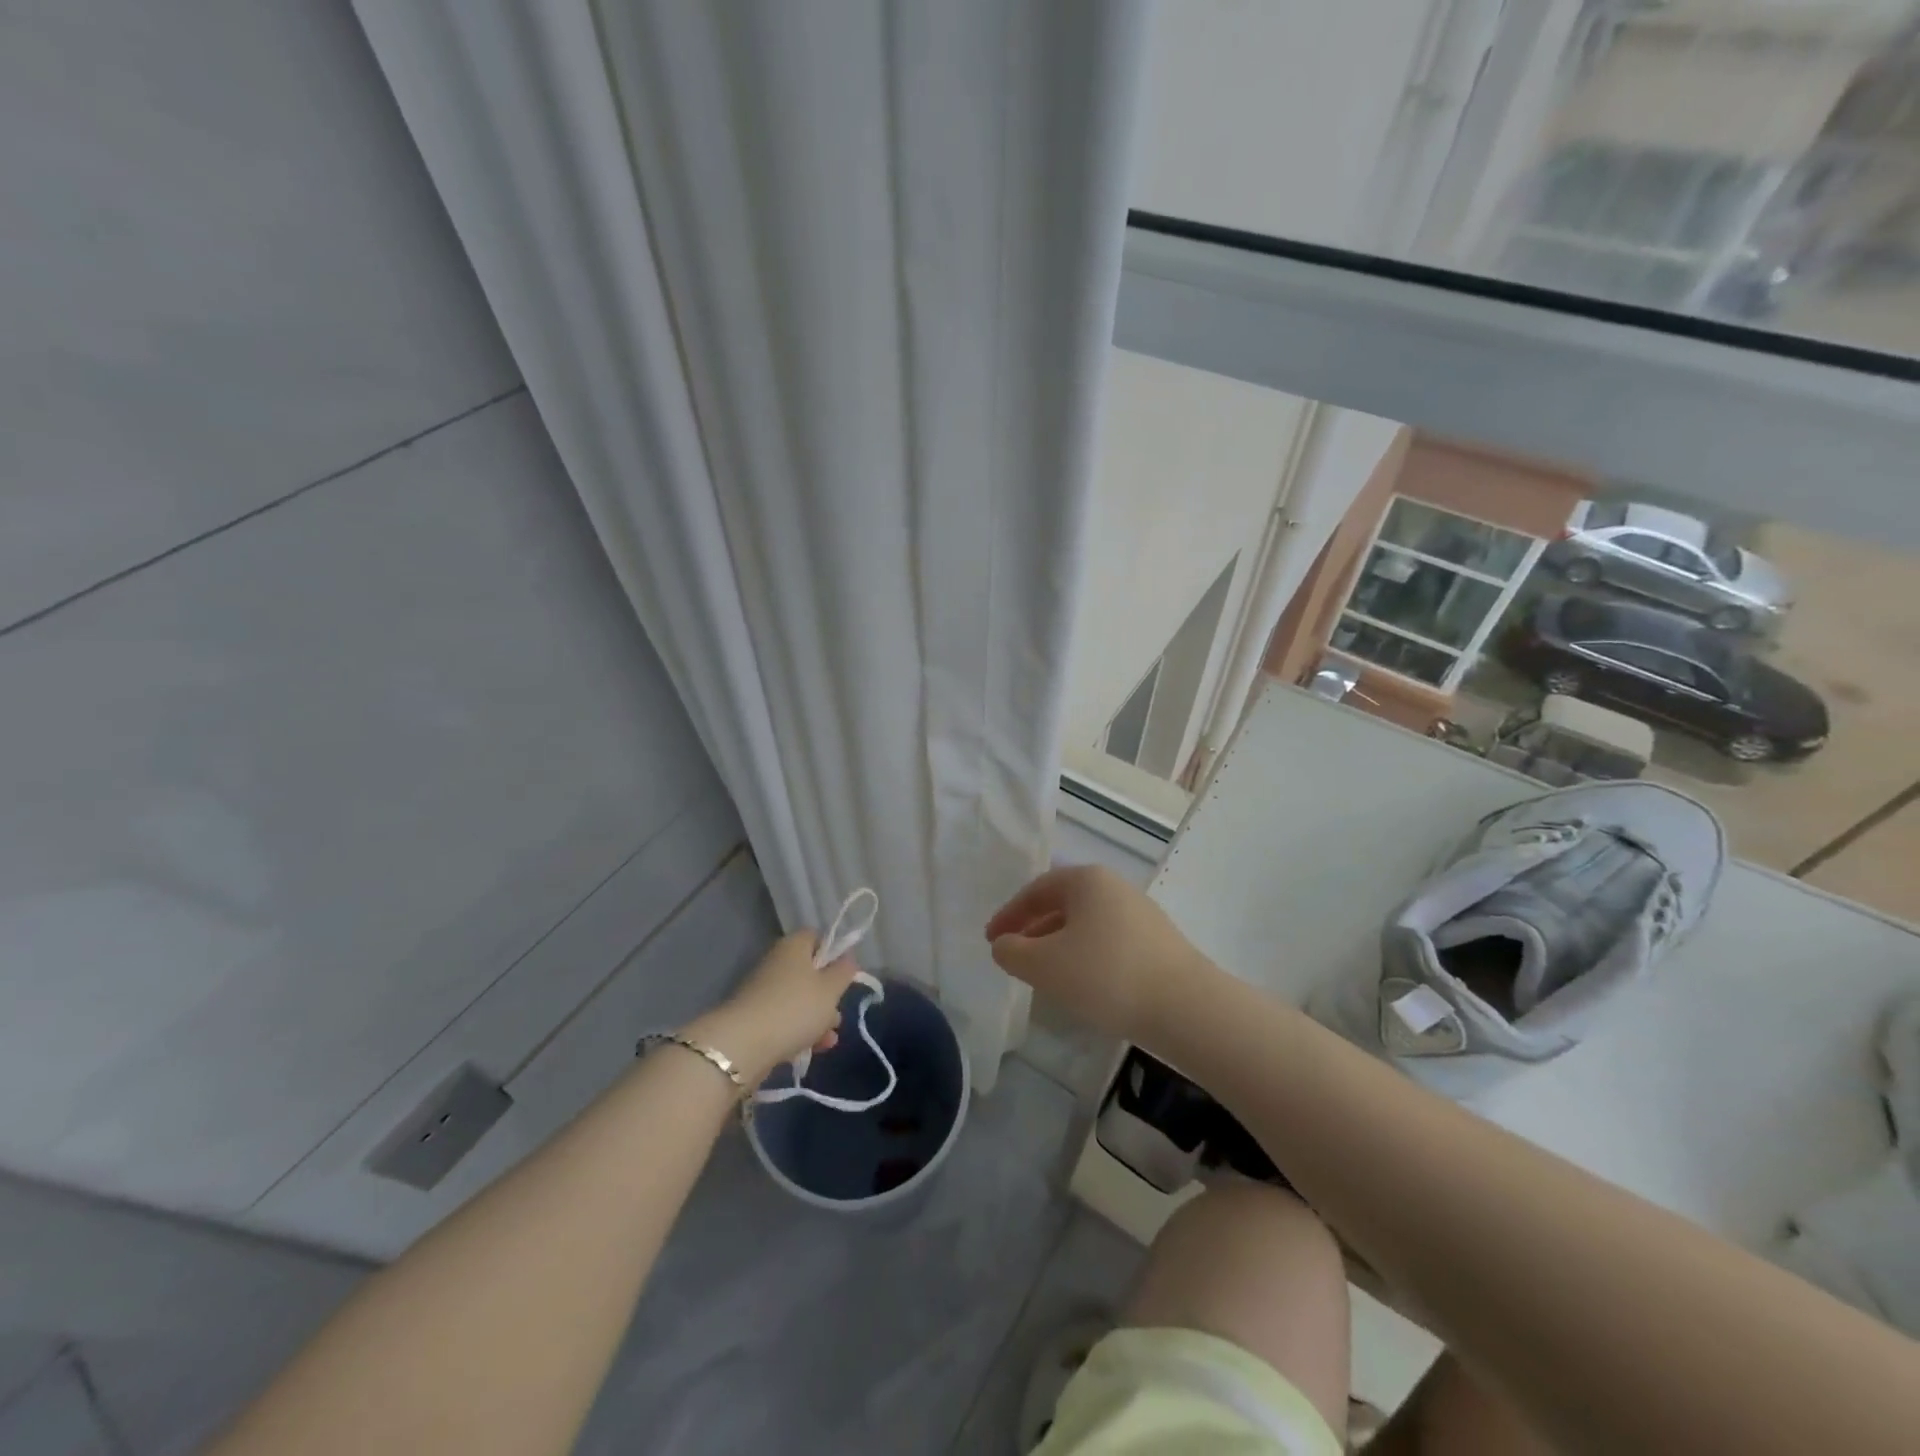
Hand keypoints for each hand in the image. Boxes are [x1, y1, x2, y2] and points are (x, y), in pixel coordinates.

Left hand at [686, 931, 860, 1084]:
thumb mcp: (830, 989)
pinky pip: (785, 1019)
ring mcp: (763, 991)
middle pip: (809, 972)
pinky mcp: (755, 1018)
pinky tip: (814, 1049)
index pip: (816, 937)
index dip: (833, 953)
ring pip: (798, 999)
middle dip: (827, 994)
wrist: (743, 1045)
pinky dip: (800, 1031)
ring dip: (817, 1017)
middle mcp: (776, 962)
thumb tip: (848, 957)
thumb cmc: (795, 1008)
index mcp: (793, 946)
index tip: (844, 974)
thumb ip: (844, 971)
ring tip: (829, 1039)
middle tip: (838, 1013)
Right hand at [985, 865, 1207, 1041]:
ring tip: (1044, 975)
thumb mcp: (1044, 965)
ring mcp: (1141, 914)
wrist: (1186, 1008)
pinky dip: (1086, 957)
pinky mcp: (1158, 943)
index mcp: (1087, 880)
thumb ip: (1012, 952)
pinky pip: (1108, 942)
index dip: (1009, 915)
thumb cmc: (1105, 976)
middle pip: (1063, 904)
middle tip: (1014, 956)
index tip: (991, 940)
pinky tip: (1083, 986)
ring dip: (1059, 945)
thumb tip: (1005, 945)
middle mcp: (1115, 887)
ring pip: (1086, 925)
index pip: (1036, 890)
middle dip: (1034, 929)